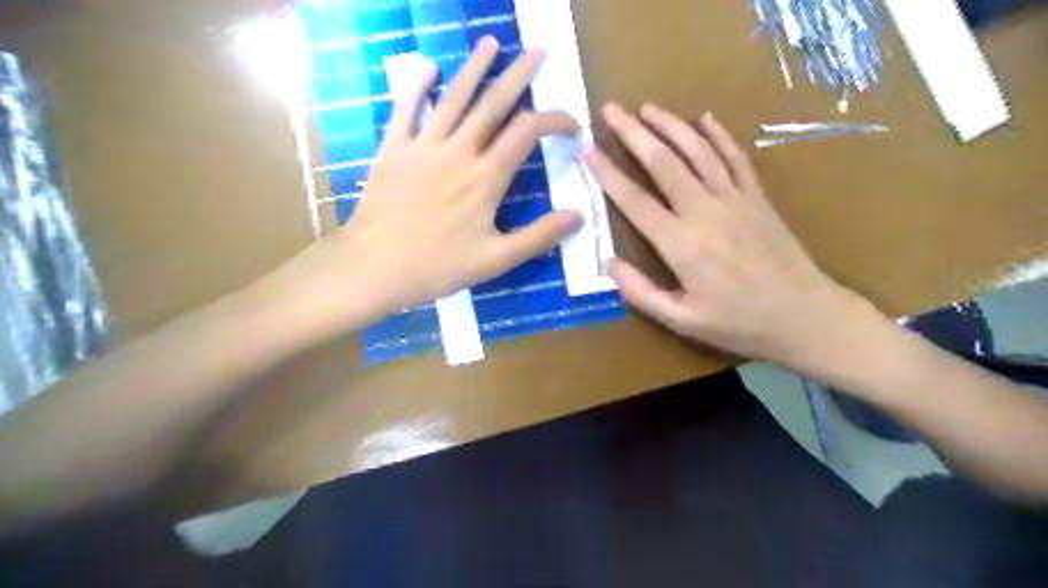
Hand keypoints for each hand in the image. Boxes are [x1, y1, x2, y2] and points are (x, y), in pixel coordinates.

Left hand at [267, 36, 581, 334]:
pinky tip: (429, 67)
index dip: (554, 120)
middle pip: (494, 103)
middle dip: (519, 75)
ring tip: (491, 43)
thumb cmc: (438, 267)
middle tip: (537, 51)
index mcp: (486, 178)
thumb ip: (538, 237)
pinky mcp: (394, 149)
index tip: (571, 125)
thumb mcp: (496, 260)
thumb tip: (578, 215)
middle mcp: (459, 151)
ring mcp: (424, 146)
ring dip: (474, 67)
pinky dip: (417, 85)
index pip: (528, 132)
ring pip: (454, 97)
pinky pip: (407, 109)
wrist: (375, 267)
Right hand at [581, 102, 868, 366]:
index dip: (607, 173)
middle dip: (633, 133)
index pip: (634, 200)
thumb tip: (608, 262)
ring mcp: (735, 199)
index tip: (587, 149)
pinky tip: (705, 118)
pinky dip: (719, 135)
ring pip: (697, 151)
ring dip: (670, 125)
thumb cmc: (739, 324)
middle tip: (611, 109)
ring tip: (647, 107)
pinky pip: (735, 157)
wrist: (806, 316)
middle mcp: (705, 212)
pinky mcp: (757, 197)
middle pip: (664, 162)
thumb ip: (641, 292)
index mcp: (681, 245)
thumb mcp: (682, 320)